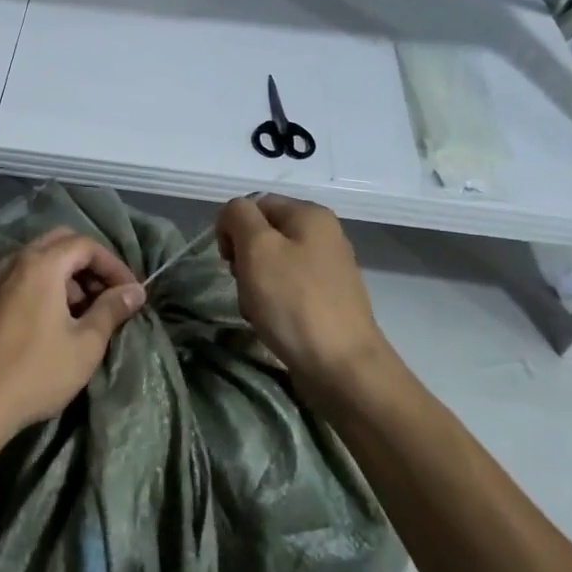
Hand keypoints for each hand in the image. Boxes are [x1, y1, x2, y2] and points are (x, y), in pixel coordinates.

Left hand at [0, 228, 144, 447]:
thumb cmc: (37, 371)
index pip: (85, 245)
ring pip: (41, 259)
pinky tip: (58, 318)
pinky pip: (25, 275)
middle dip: (90, 263)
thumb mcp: (85, 344)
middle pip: (61, 242)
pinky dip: (47, 284)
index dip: (113, 264)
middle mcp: (17, 260)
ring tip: (87, 311)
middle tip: (109, 294)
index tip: (131, 292)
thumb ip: (111, 310)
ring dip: (68, 275)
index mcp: (42, 264)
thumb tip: (135, 291)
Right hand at [216, 195, 395, 395]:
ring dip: (254, 285)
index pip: (254, 203)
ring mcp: (328, 269)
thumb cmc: (294, 301)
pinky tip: (272, 324)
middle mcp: (324, 235)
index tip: (228, 260)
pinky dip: (271, 304)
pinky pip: (286, 290)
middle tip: (245, 285)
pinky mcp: (326, 300)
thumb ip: (238, 216)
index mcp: (310, 214)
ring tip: (258, 310)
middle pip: (263, 234)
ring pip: (271, 265)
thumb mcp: (257, 247)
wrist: (342, 368)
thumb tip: (234, 215)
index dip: (233, 227)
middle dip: (244, 259)